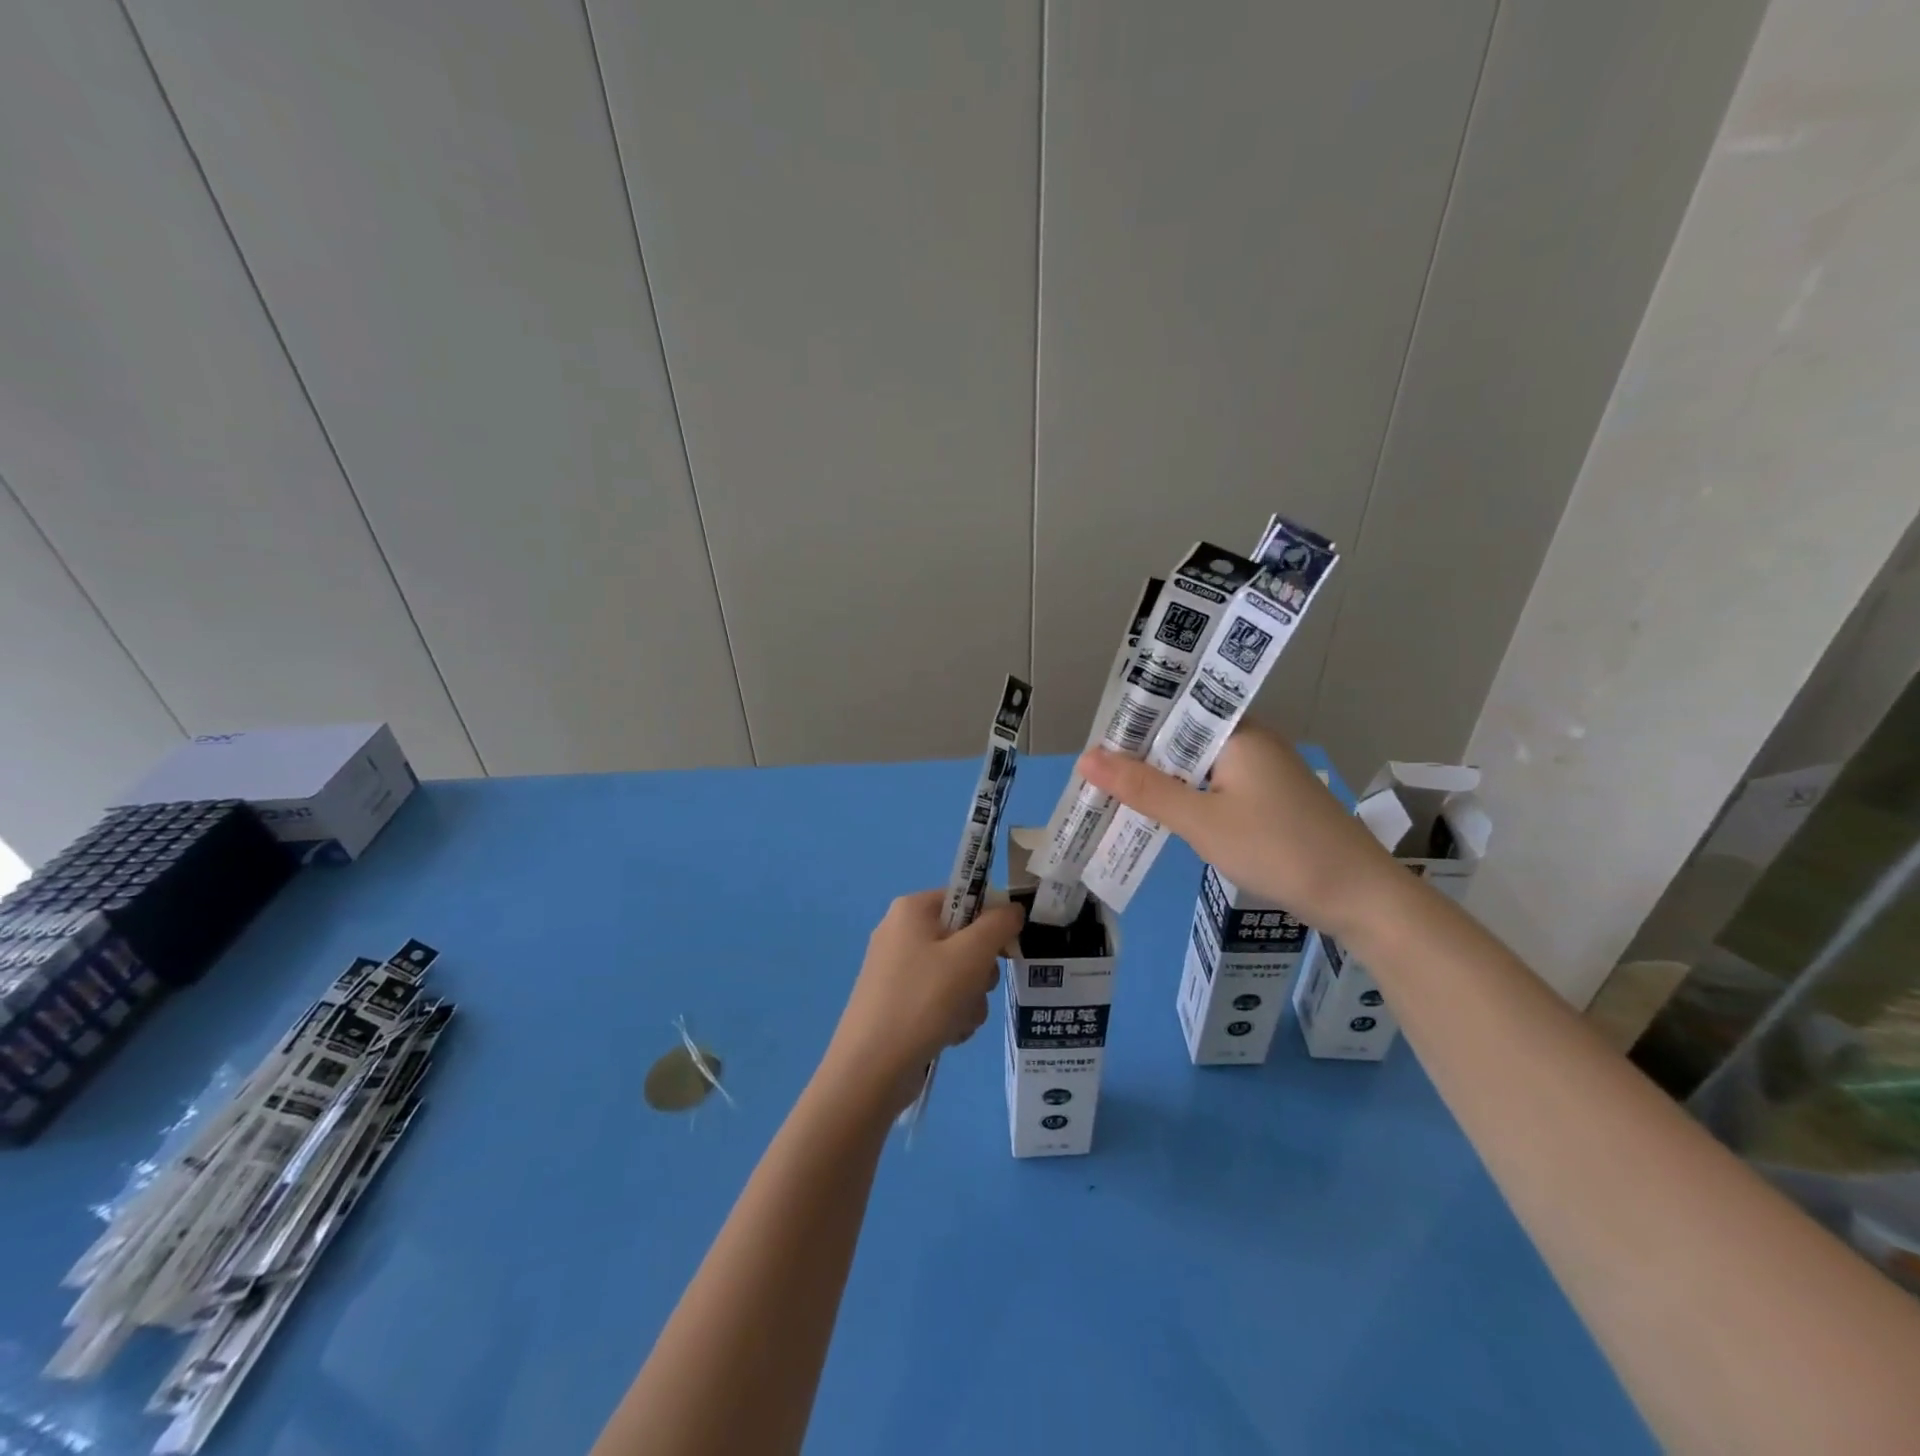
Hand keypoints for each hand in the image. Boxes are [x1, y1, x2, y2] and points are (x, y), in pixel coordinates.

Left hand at [820, 890, 1024, 1115]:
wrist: (871, 1069)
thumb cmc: (923, 1000)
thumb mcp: (971, 955)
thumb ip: (999, 925)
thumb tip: (1012, 909)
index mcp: (912, 909)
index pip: (967, 897)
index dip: (992, 921)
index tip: (1006, 949)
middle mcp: (902, 932)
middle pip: (965, 938)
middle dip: (980, 970)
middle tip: (975, 987)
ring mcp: (898, 970)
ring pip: (959, 974)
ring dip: (970, 999)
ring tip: (957, 1019)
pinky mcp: (899, 1002)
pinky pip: (942, 998)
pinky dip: (952, 1016)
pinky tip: (947, 1034)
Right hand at [1079, 725, 1401, 944]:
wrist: (1360, 897)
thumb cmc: (1277, 849)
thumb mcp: (1201, 821)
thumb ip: (1144, 788)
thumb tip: (1087, 758)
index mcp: (1237, 731)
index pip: (1171, 711)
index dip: (1130, 727)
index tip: (1091, 750)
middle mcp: (1250, 740)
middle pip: (1181, 738)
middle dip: (1139, 757)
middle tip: (1093, 778)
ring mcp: (1261, 770)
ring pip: (1196, 765)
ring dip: (1161, 780)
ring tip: (1115, 796)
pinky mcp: (1267, 797)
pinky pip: (1214, 786)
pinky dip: (1186, 798)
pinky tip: (1162, 814)